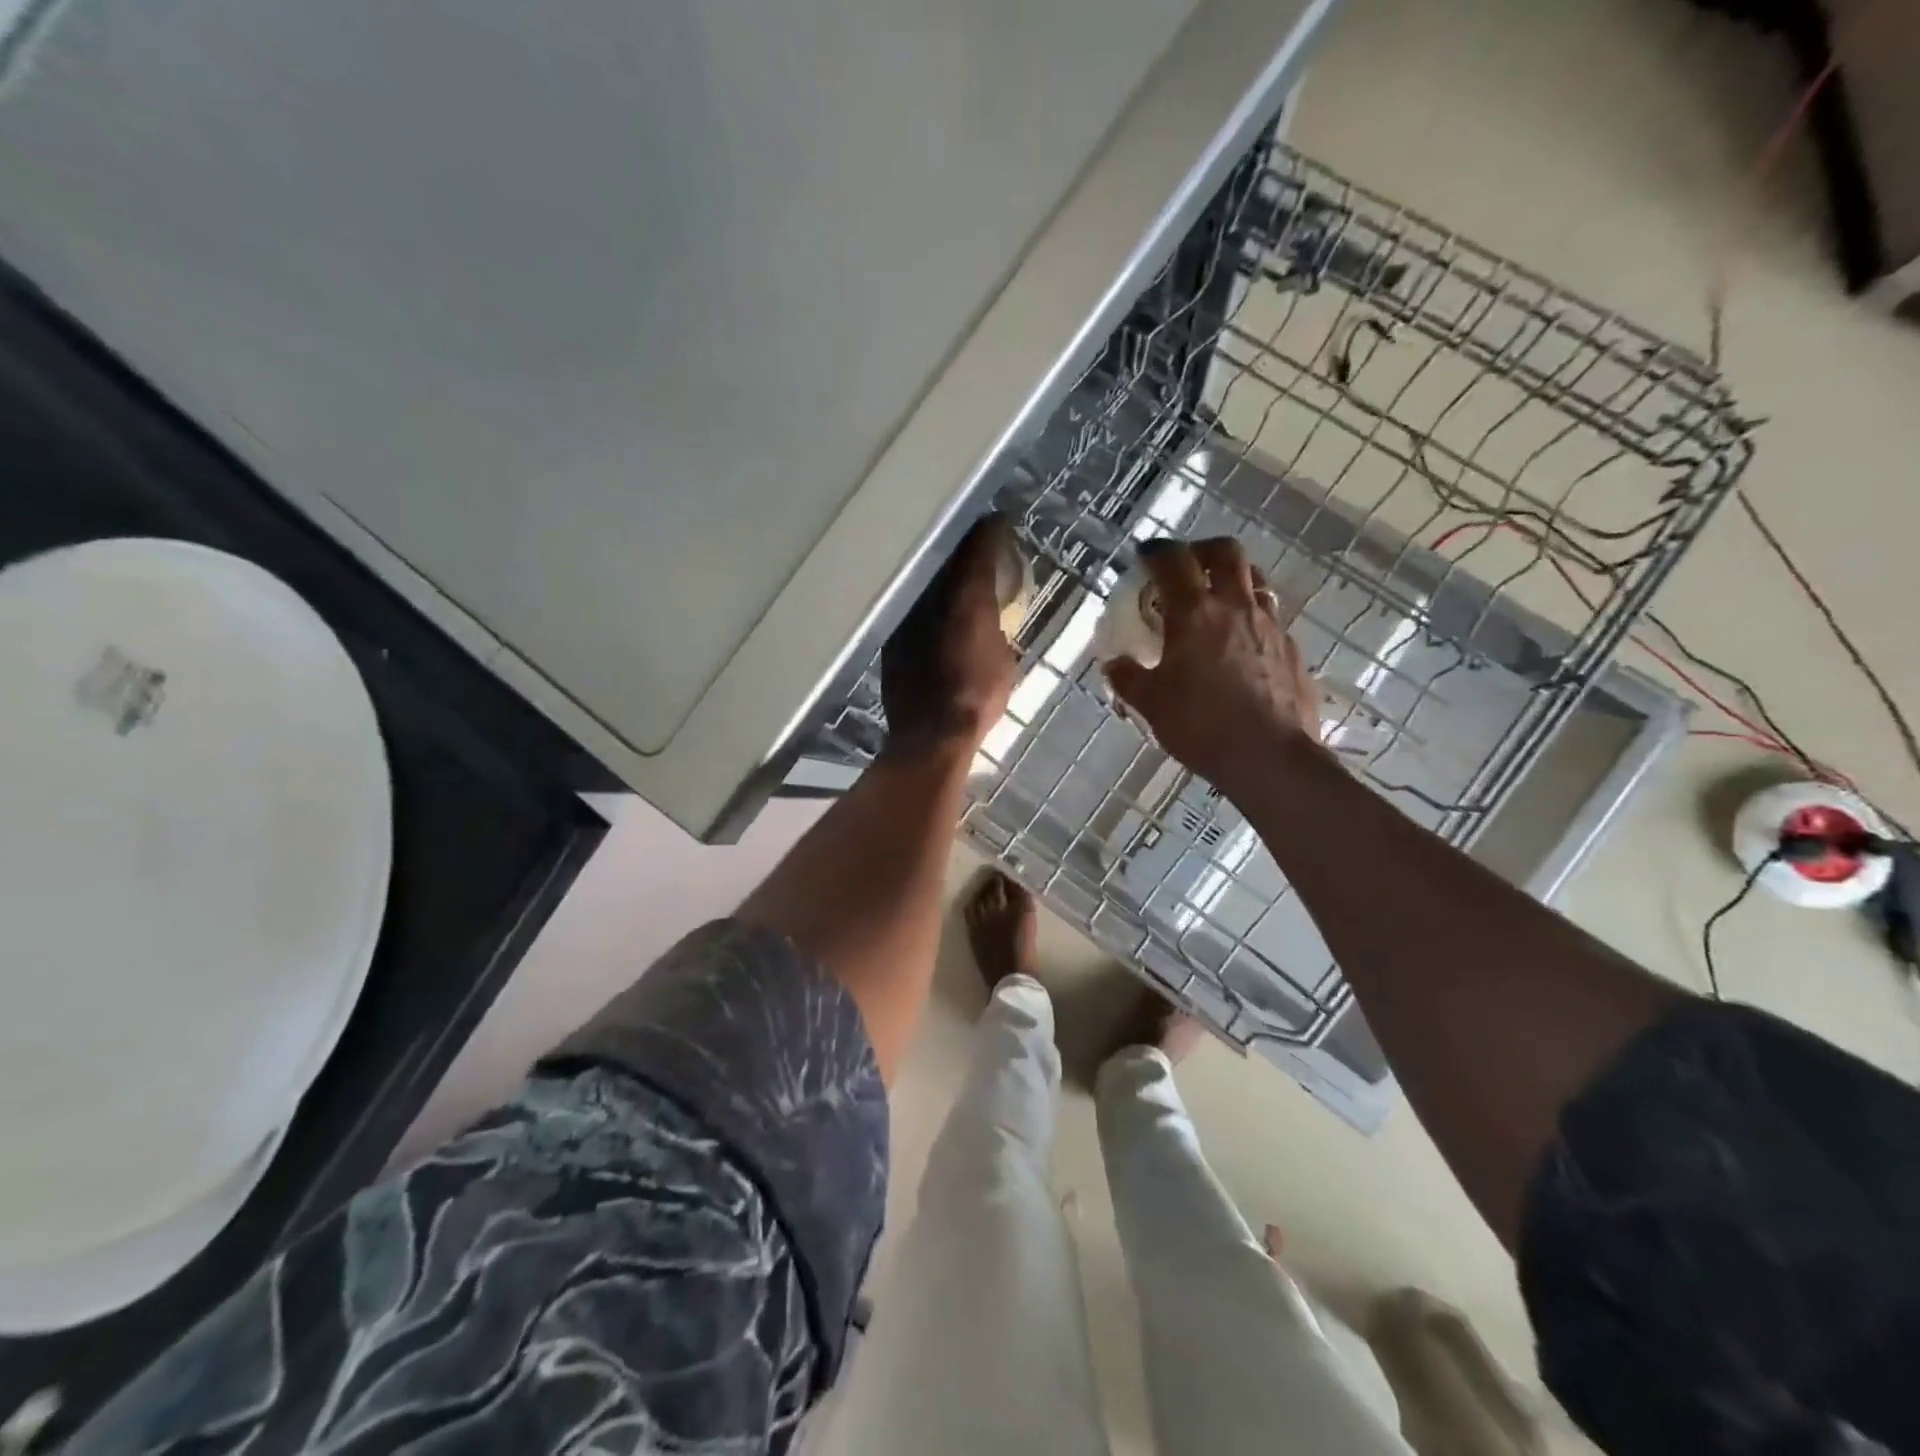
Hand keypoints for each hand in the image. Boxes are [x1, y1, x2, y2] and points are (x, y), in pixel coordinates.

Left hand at [881, 514, 1019, 760]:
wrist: (930, 736)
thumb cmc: (977, 701)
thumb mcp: (1005, 662)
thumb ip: (997, 631)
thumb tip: (990, 621)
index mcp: (968, 600)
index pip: (978, 550)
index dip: (989, 532)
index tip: (996, 521)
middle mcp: (932, 598)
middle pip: (946, 557)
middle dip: (961, 546)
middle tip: (975, 541)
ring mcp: (906, 616)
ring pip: (923, 580)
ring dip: (937, 572)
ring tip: (951, 571)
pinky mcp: (889, 638)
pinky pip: (909, 606)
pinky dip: (921, 602)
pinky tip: (929, 607)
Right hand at [1103, 537, 1322, 794]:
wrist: (1271, 758)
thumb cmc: (1202, 727)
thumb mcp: (1151, 704)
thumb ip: (1127, 678)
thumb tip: (1113, 663)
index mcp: (1195, 613)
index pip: (1173, 561)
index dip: (1155, 551)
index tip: (1144, 556)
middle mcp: (1236, 607)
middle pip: (1226, 552)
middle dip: (1201, 550)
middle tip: (1185, 566)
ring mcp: (1270, 625)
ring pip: (1255, 580)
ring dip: (1232, 578)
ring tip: (1215, 600)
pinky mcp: (1292, 649)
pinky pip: (1270, 617)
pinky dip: (1250, 616)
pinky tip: (1239, 645)